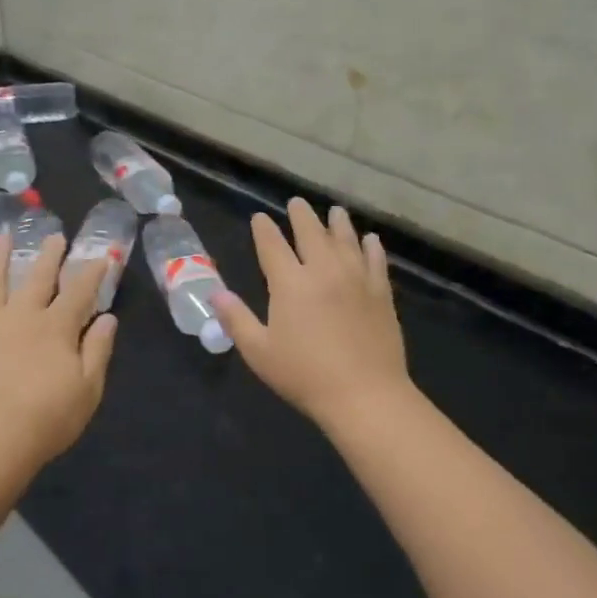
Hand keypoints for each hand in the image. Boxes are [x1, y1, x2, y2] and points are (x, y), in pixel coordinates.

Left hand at [0, 234, 116, 467]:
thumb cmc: (47, 418)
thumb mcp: (88, 389)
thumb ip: (98, 349)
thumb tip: (107, 318)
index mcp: (56, 326)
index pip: (79, 290)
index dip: (92, 271)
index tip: (101, 256)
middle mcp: (20, 315)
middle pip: (37, 277)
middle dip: (49, 255)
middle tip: (54, 236)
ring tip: (3, 239)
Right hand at [214, 198, 412, 432]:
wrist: (365, 394)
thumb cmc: (305, 375)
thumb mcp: (259, 352)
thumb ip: (237, 319)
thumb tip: (216, 294)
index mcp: (290, 283)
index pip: (272, 245)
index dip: (263, 229)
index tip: (259, 218)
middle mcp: (323, 270)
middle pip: (311, 232)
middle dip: (301, 215)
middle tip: (296, 203)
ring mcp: (356, 278)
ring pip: (346, 239)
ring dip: (337, 223)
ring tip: (335, 211)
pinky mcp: (381, 292)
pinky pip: (375, 260)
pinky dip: (371, 246)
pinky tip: (370, 239)